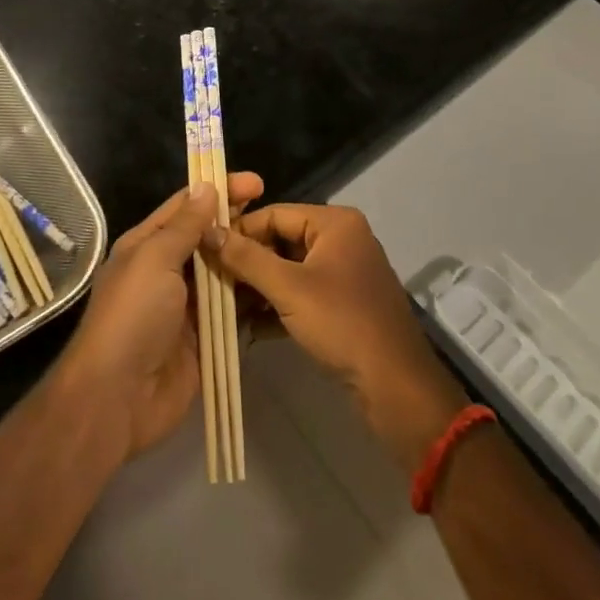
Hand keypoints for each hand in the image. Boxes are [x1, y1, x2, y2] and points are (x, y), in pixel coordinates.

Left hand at [53, 172, 264, 460]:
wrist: (117, 399)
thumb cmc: (132, 316)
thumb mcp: (155, 259)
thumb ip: (184, 225)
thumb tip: (206, 186)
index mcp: (148, 245)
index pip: (187, 206)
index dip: (219, 190)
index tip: (256, 182)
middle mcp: (167, 270)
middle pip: (209, 238)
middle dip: (239, 224)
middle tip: (276, 215)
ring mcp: (187, 306)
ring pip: (224, 272)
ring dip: (249, 260)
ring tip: (284, 248)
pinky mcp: (204, 338)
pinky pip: (232, 311)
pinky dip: (251, 299)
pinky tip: (278, 286)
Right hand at [207, 203, 465, 473]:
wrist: (395, 386)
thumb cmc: (342, 324)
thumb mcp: (288, 288)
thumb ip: (246, 258)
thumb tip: (207, 231)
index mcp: (334, 223)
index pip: (274, 213)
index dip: (239, 231)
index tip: (205, 250)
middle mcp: (341, 238)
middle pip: (281, 240)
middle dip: (247, 262)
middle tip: (211, 280)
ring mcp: (344, 272)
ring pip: (289, 269)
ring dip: (258, 287)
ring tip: (223, 305)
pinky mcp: (343, 303)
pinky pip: (302, 293)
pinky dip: (277, 305)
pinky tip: (248, 326)